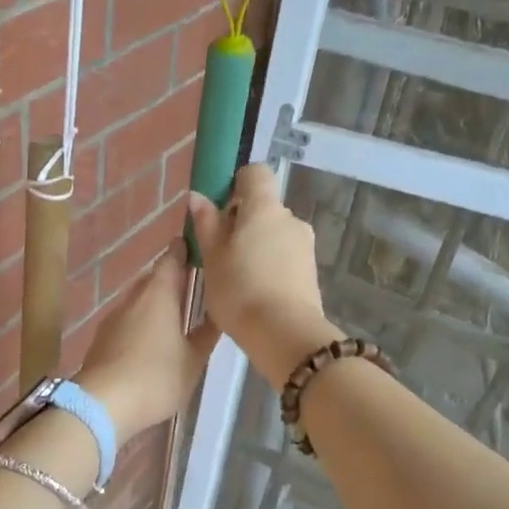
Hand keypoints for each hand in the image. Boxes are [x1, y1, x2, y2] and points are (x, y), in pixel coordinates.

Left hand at [76, 249, 219, 442]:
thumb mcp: (193, 359)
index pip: (171, 258)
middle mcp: (133, 298)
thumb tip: (218, 312)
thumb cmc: (156, 377)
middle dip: (172, 280)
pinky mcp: (102, 338)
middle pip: (154, 279)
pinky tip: (152, 341)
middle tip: (194, 288)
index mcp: (159, 294)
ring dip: (156, 304)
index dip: (184, 250)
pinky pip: (127, 321)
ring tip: (177, 317)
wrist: (102, 403)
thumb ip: (207, 333)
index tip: (198, 249)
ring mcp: (113, 318)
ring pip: (139, 301)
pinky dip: (141, 323)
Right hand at [186, 165, 339, 386]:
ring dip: (256, 247)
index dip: (236, 185)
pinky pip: (285, 258)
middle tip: (220, 254)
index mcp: (264, 208)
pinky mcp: (311, 272)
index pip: (255, 174)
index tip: (219, 212)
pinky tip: (255, 293)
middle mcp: (290, 219)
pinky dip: (270, 266)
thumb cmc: (239, 290)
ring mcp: (305, 245)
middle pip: (264, 208)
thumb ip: (206, 224)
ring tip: (237, 279)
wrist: (284, 334)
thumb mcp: (212, 258)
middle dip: (242, 223)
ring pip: (274, 235)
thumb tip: (198, 197)